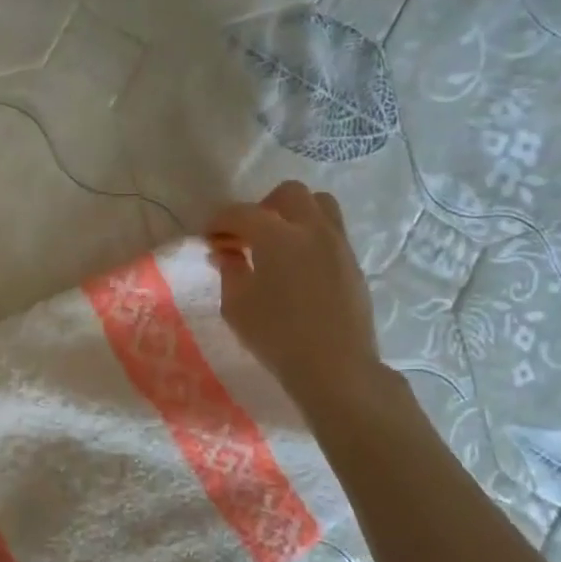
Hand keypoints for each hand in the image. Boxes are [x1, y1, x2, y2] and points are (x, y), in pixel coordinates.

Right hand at [207, 181, 384, 414]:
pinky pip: (330, 231)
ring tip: (276, 244)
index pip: (241, 213)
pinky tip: (296, 266)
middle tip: (246, 236)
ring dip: (293, 215)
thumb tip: (227, 251)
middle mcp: (312, 229)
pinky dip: (309, 236)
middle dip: (262, 207)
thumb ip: (229, 270)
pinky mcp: (352, 263)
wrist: (336, 367)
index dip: (219, 221)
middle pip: (288, 194)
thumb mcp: (237, 305)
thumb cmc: (277, 336)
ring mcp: (338, 244)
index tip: (208, 237)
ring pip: (318, 205)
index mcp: (278, 236)